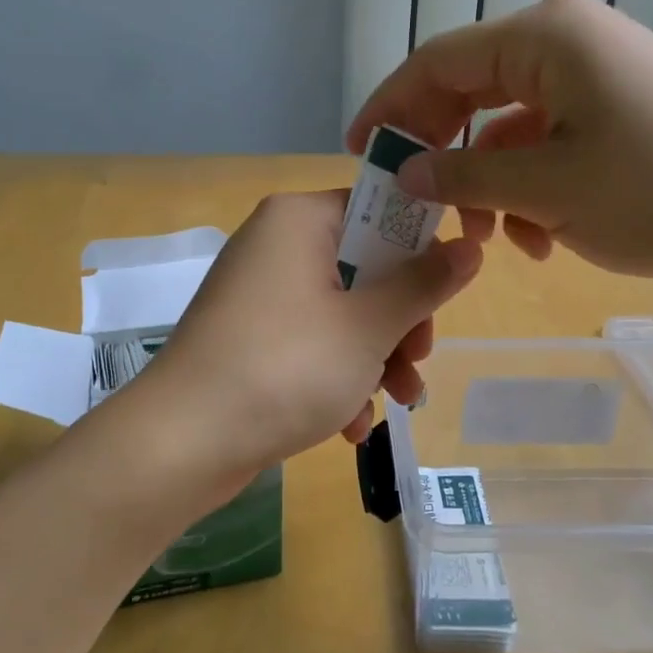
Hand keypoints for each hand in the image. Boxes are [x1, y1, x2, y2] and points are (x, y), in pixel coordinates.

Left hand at [112, 191, 481, 497]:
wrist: (181, 442)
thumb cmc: (286, 367)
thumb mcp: (368, 327)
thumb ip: (423, 284)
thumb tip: (470, 247)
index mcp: (299, 220)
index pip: (377, 210)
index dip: (420, 248)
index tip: (446, 292)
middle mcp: (275, 246)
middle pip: (363, 267)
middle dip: (399, 321)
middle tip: (417, 361)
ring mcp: (258, 295)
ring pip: (341, 312)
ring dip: (376, 358)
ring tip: (398, 402)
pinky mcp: (249, 339)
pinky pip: (309, 343)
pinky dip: (336, 377)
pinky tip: (350, 425)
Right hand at [346, 0, 652, 285]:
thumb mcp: (548, 189)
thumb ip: (465, 174)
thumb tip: (407, 171)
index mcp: (544, 37)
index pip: (437, 63)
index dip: (390, 108)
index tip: (359, 155)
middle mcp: (565, 41)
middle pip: (470, 91)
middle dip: (441, 152)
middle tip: (416, 204)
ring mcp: (595, 76)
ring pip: (508, 127)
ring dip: (488, 183)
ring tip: (488, 241)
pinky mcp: (617, 111)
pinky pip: (548, 143)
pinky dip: (530, 188)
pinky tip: (541, 239)